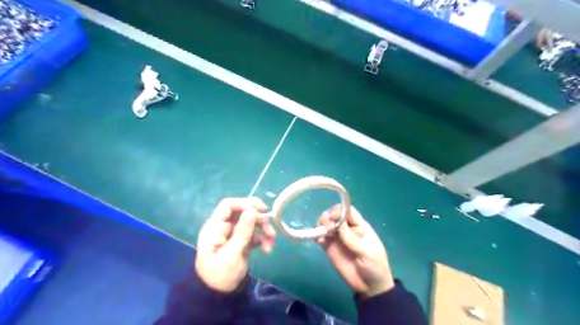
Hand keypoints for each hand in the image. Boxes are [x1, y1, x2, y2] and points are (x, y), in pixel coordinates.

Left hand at [194, 197, 275, 292]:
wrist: (219, 296)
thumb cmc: (220, 275)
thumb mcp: (231, 254)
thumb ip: (242, 231)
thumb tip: (252, 210)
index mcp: (216, 227)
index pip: (228, 206)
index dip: (244, 203)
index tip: (261, 210)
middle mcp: (225, 227)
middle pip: (244, 213)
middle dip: (259, 219)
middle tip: (270, 228)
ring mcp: (235, 234)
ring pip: (252, 223)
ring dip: (264, 230)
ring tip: (271, 242)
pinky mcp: (242, 242)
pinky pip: (255, 234)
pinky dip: (263, 239)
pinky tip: (267, 249)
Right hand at [317, 204, 393, 298]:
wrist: (370, 287)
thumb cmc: (375, 267)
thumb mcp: (368, 253)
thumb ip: (352, 239)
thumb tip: (337, 223)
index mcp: (360, 226)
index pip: (348, 211)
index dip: (339, 210)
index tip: (333, 217)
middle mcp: (347, 229)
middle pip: (334, 214)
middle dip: (328, 216)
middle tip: (327, 227)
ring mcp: (337, 238)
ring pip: (326, 223)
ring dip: (321, 224)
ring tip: (322, 233)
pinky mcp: (330, 247)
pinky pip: (321, 236)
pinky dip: (317, 235)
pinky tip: (318, 240)